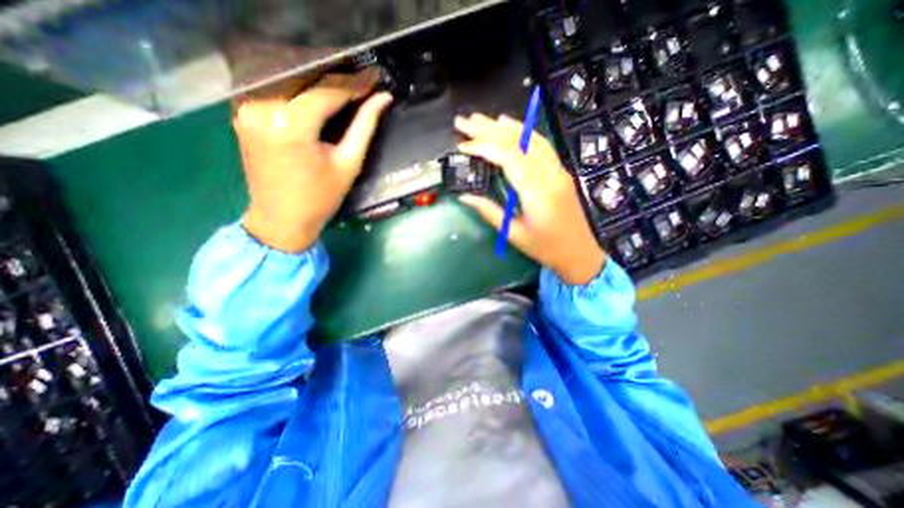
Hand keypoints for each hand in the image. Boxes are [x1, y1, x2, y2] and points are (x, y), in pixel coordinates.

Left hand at [232, 69, 391, 251]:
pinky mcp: (243, 114)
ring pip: (289, 83)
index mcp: (292, 126)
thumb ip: (364, 127)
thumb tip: (383, 100)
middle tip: (361, 85)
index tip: (374, 82)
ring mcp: (248, 109)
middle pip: (306, 81)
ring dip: (317, 85)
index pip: (327, 92)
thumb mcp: (348, 163)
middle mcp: (263, 109)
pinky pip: (275, 93)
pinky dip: (298, 93)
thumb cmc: (321, 197)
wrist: (281, 219)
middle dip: (336, 82)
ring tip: (343, 92)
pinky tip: (315, 100)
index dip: (353, 85)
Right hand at [453, 113, 605, 285]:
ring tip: (481, 120)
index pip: (508, 158)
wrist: (579, 253)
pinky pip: (540, 144)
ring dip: (504, 127)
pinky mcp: (559, 171)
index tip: (463, 146)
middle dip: (488, 130)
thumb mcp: (514, 234)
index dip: (484, 148)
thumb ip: (489, 212)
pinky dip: (523, 132)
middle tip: (464, 121)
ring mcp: (557, 170)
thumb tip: (465, 196)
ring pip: (530, 139)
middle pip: (517, 143)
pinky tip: (510, 126)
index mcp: (537, 192)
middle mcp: (549, 175)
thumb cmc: (545, 248)